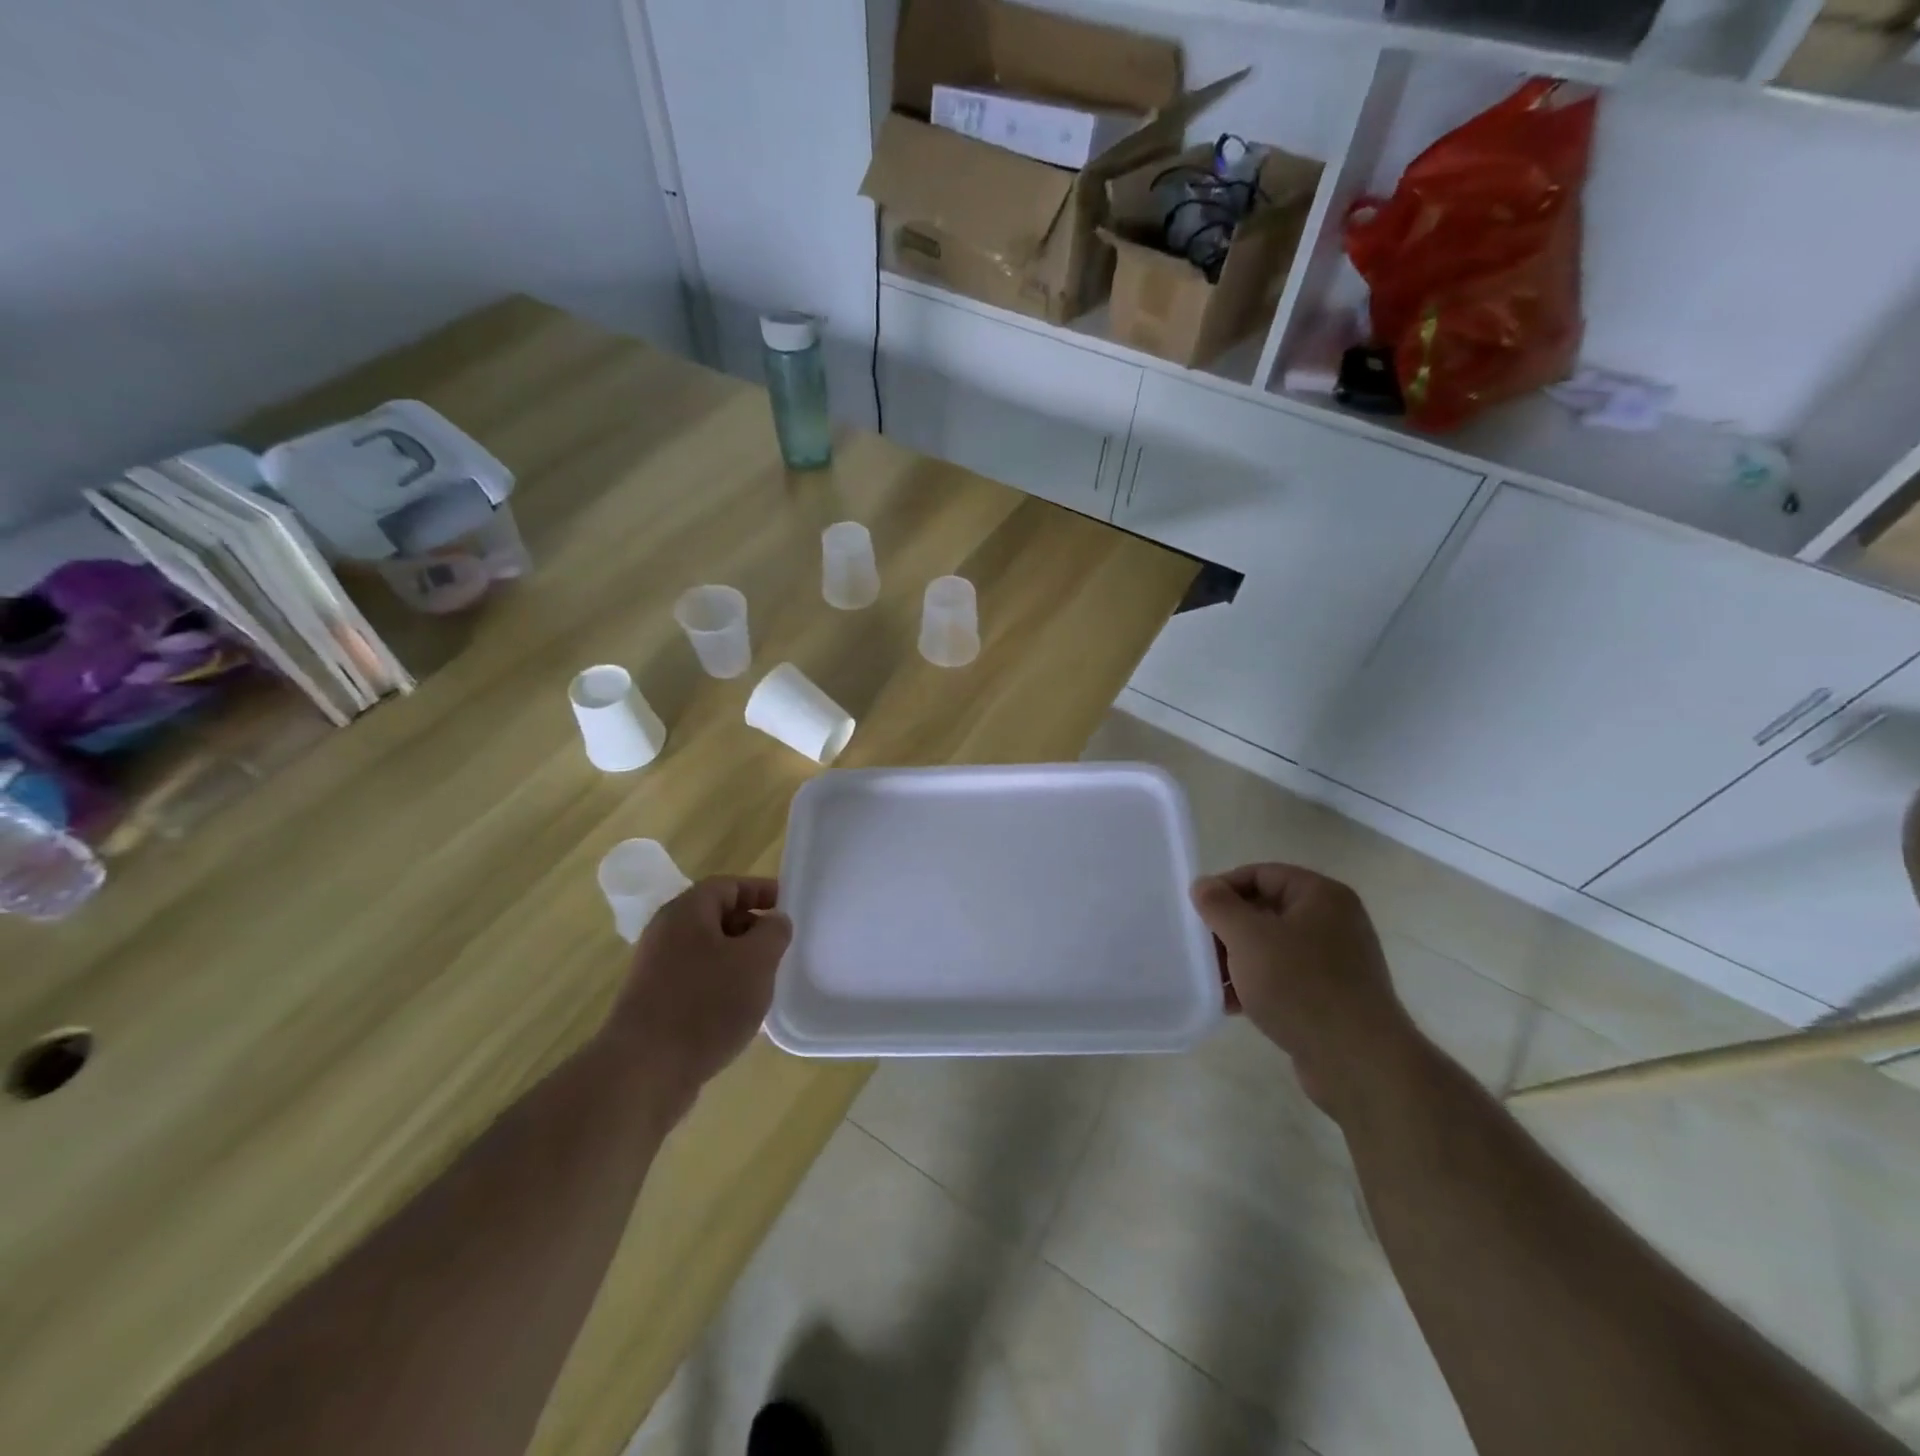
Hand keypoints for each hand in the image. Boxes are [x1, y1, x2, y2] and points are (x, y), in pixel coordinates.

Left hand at [605, 876, 792, 1109]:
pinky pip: (696, 981)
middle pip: (715, 917)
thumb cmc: (705, 1004)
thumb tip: (774, 921)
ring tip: (764, 981)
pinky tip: (738, 1011)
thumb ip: (773, 932)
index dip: (760, 890)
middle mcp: (665, 934)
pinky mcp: (653, 1004)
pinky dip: (721, 987)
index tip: (788, 905)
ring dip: (738, 961)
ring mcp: (655, 970)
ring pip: (707, 952)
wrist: (644, 1071)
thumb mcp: (756, 960)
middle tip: (780, 946)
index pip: (728, 885)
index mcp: (686, 912)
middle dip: (751, 927)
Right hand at [1191, 864, 1423, 1117]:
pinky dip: (1257, 985)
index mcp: (1321, 896)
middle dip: (1228, 930)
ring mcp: (1336, 961)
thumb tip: (1203, 885)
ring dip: (1238, 960)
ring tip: (1212, 981)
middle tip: (1201, 949)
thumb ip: (1219, 906)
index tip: (1196, 912)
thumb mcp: (1248, 938)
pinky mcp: (1332, 997)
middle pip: (1265, 911)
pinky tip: (1232, 1005)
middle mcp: (1334, 922)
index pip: (1261, 874)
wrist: (1359, 1063)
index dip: (1224, 888)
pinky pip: (1285, 978)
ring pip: (1272, 947)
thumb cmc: (1300, 986)